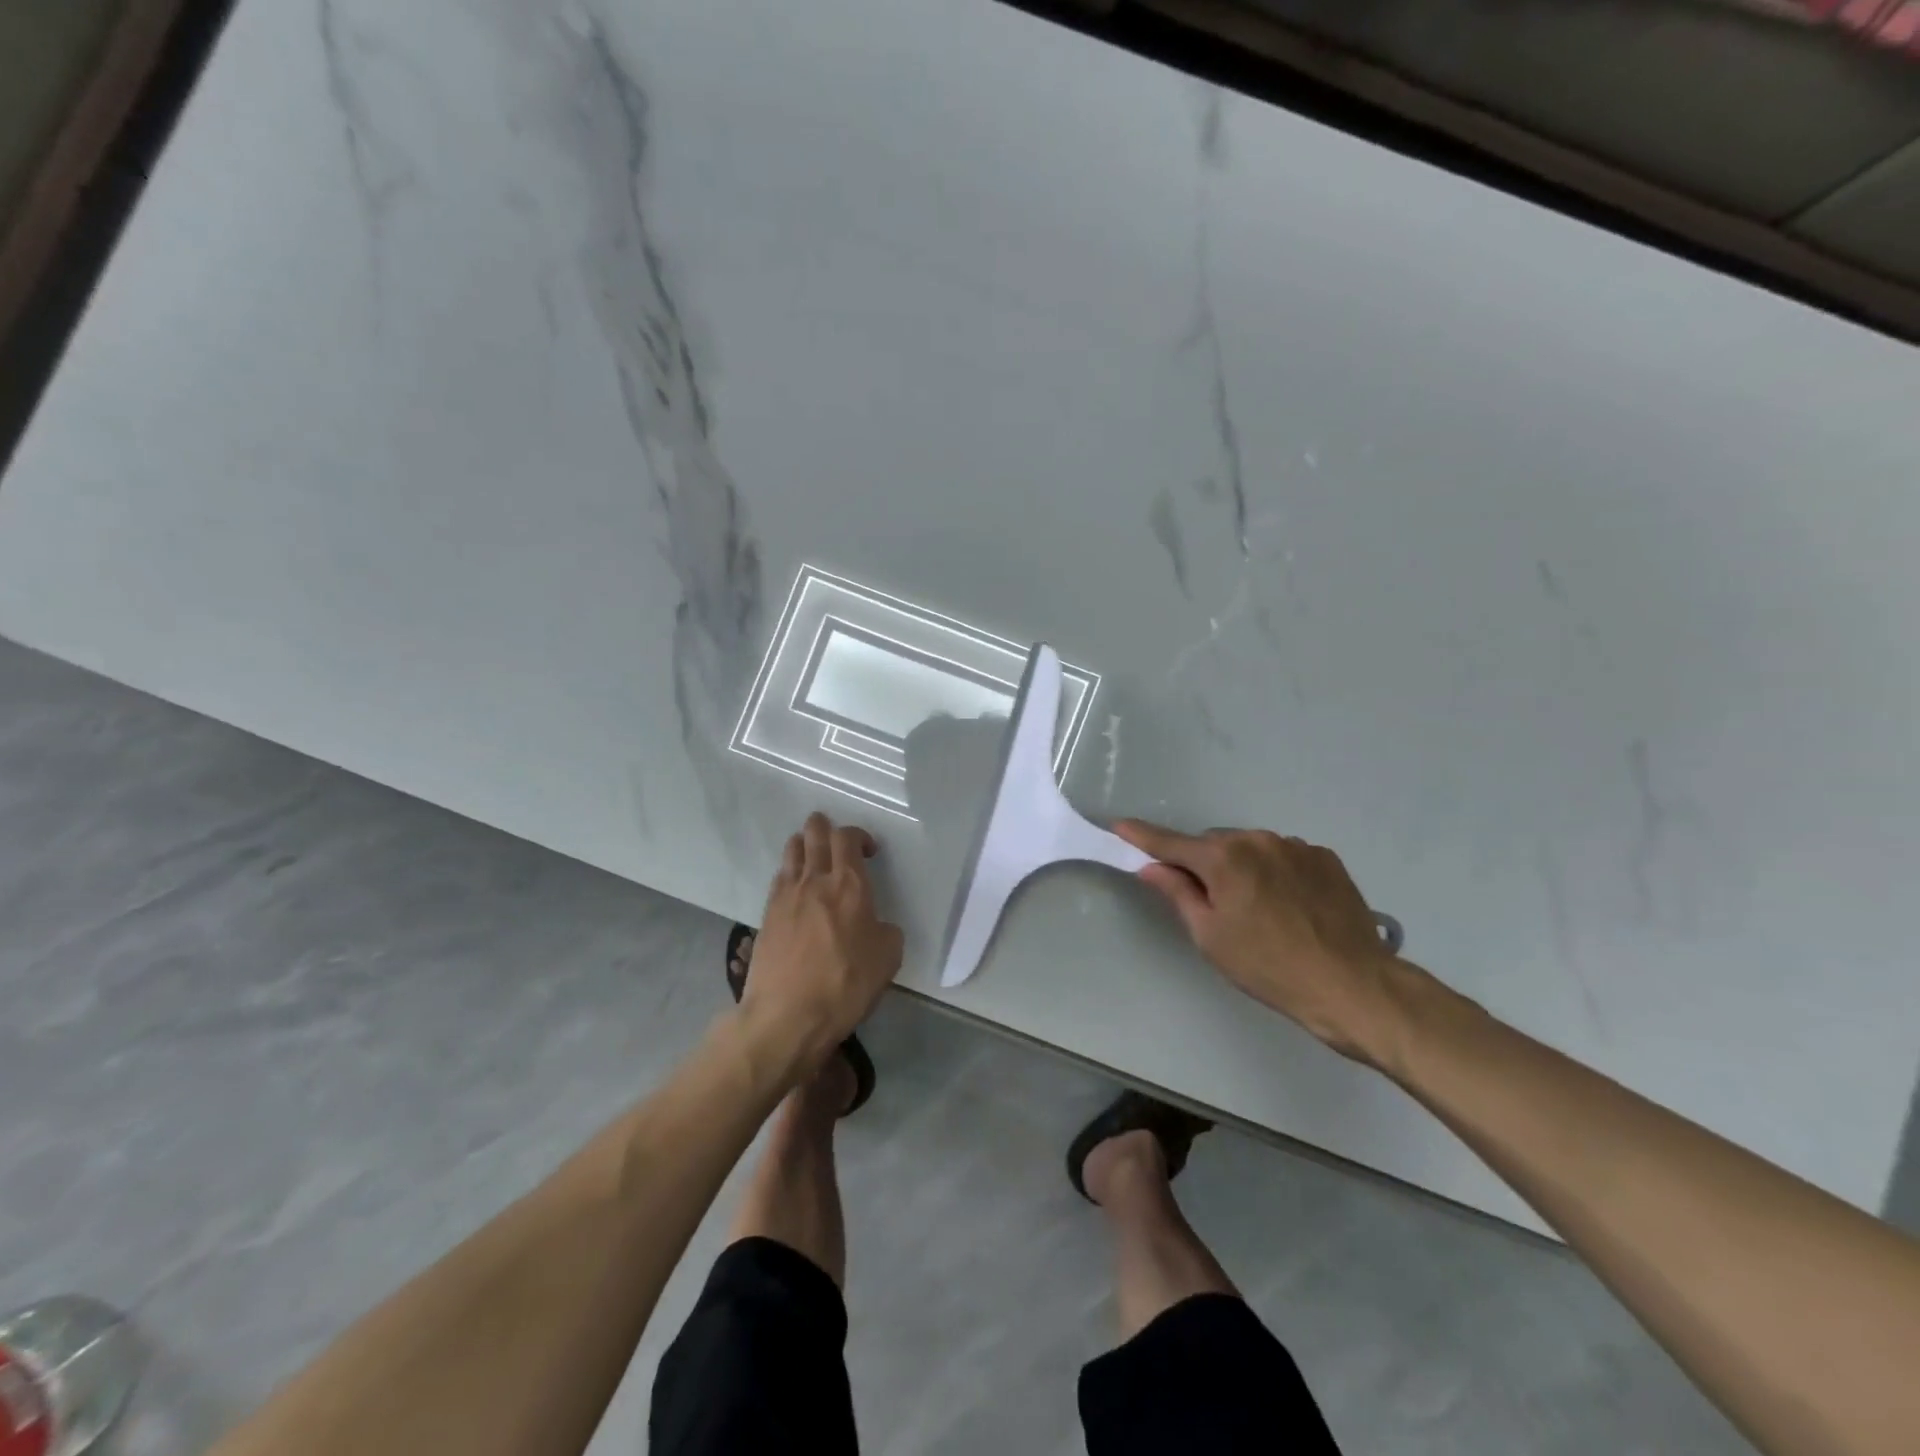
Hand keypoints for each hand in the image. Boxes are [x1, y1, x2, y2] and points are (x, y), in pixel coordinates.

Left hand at [738, 812, 903, 1075]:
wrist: (786, 1016)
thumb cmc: (845, 985)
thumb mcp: (888, 959)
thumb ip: (886, 931)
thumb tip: (875, 925)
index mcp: (849, 885)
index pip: (847, 837)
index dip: (858, 835)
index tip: (868, 851)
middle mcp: (815, 880)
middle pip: (814, 832)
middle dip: (825, 827)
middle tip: (837, 841)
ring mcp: (785, 895)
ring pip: (792, 849)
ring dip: (805, 845)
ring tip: (815, 859)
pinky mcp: (766, 914)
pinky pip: (779, 877)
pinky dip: (790, 872)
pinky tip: (796, 889)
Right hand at [1115, 820, 1400, 1061]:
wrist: (1352, 984)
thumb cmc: (1268, 966)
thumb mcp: (1211, 936)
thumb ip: (1178, 893)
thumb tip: (1152, 867)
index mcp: (1223, 858)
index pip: (1171, 842)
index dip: (1142, 836)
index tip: (1120, 825)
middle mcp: (1257, 840)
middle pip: (1213, 845)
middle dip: (1203, 864)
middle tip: (1211, 904)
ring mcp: (1295, 846)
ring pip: (1250, 849)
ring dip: (1242, 868)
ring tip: (1258, 910)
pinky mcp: (1324, 858)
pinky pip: (1283, 856)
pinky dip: (1274, 872)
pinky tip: (1288, 906)